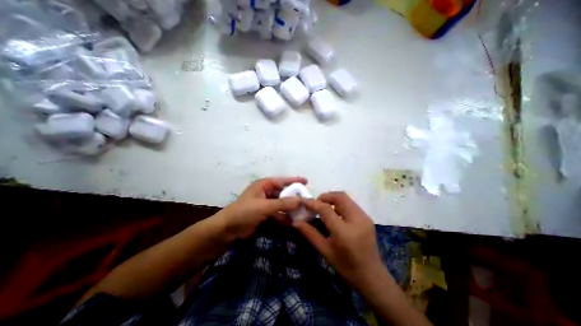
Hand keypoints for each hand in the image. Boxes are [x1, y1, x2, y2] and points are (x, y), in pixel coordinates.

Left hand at [216, 179, 307, 238]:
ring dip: (291, 209)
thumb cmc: (244, 211)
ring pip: (282, 204)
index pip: (282, 181)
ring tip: (304, 212)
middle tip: (307, 201)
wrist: (228, 229)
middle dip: (294, 198)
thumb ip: (283, 203)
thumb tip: (300, 200)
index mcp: (264, 185)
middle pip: (284, 193)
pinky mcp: (266, 214)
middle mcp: (266, 192)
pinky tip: (294, 221)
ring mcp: (266, 204)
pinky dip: (285, 217)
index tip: (306, 181)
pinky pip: (279, 214)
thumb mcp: (264, 206)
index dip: (294, 180)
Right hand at [296, 191, 383, 290]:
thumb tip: (295, 222)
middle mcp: (357, 220)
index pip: (326, 209)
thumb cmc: (346, 267)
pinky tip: (334, 213)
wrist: (372, 276)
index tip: (303, 201)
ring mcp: (364, 217)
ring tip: (323, 208)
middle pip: (339, 197)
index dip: (313, 203)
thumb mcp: (325, 250)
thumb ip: (310, 233)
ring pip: (345, 198)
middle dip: (325, 197)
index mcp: (345, 232)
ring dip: (332, 199)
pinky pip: (350, 204)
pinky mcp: (366, 217)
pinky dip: (339, 204)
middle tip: (315, 204)